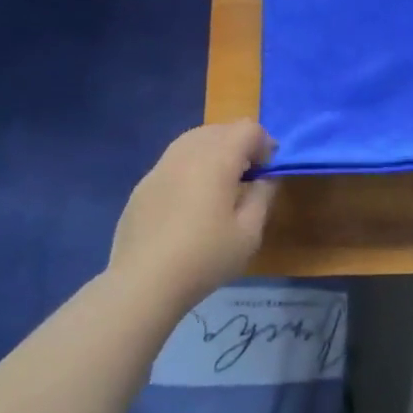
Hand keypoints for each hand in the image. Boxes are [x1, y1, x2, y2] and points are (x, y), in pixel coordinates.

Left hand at [108, 122, 277, 309]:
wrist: (143, 283)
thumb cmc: (205, 257)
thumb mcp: (249, 232)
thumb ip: (263, 195)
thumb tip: (266, 177)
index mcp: (217, 160)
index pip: (248, 129)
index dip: (265, 143)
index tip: (269, 171)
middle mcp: (187, 153)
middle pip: (219, 129)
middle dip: (240, 144)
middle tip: (249, 176)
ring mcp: (160, 167)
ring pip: (193, 140)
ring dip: (214, 151)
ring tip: (221, 184)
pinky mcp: (143, 185)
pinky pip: (174, 160)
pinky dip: (192, 166)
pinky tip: (192, 200)